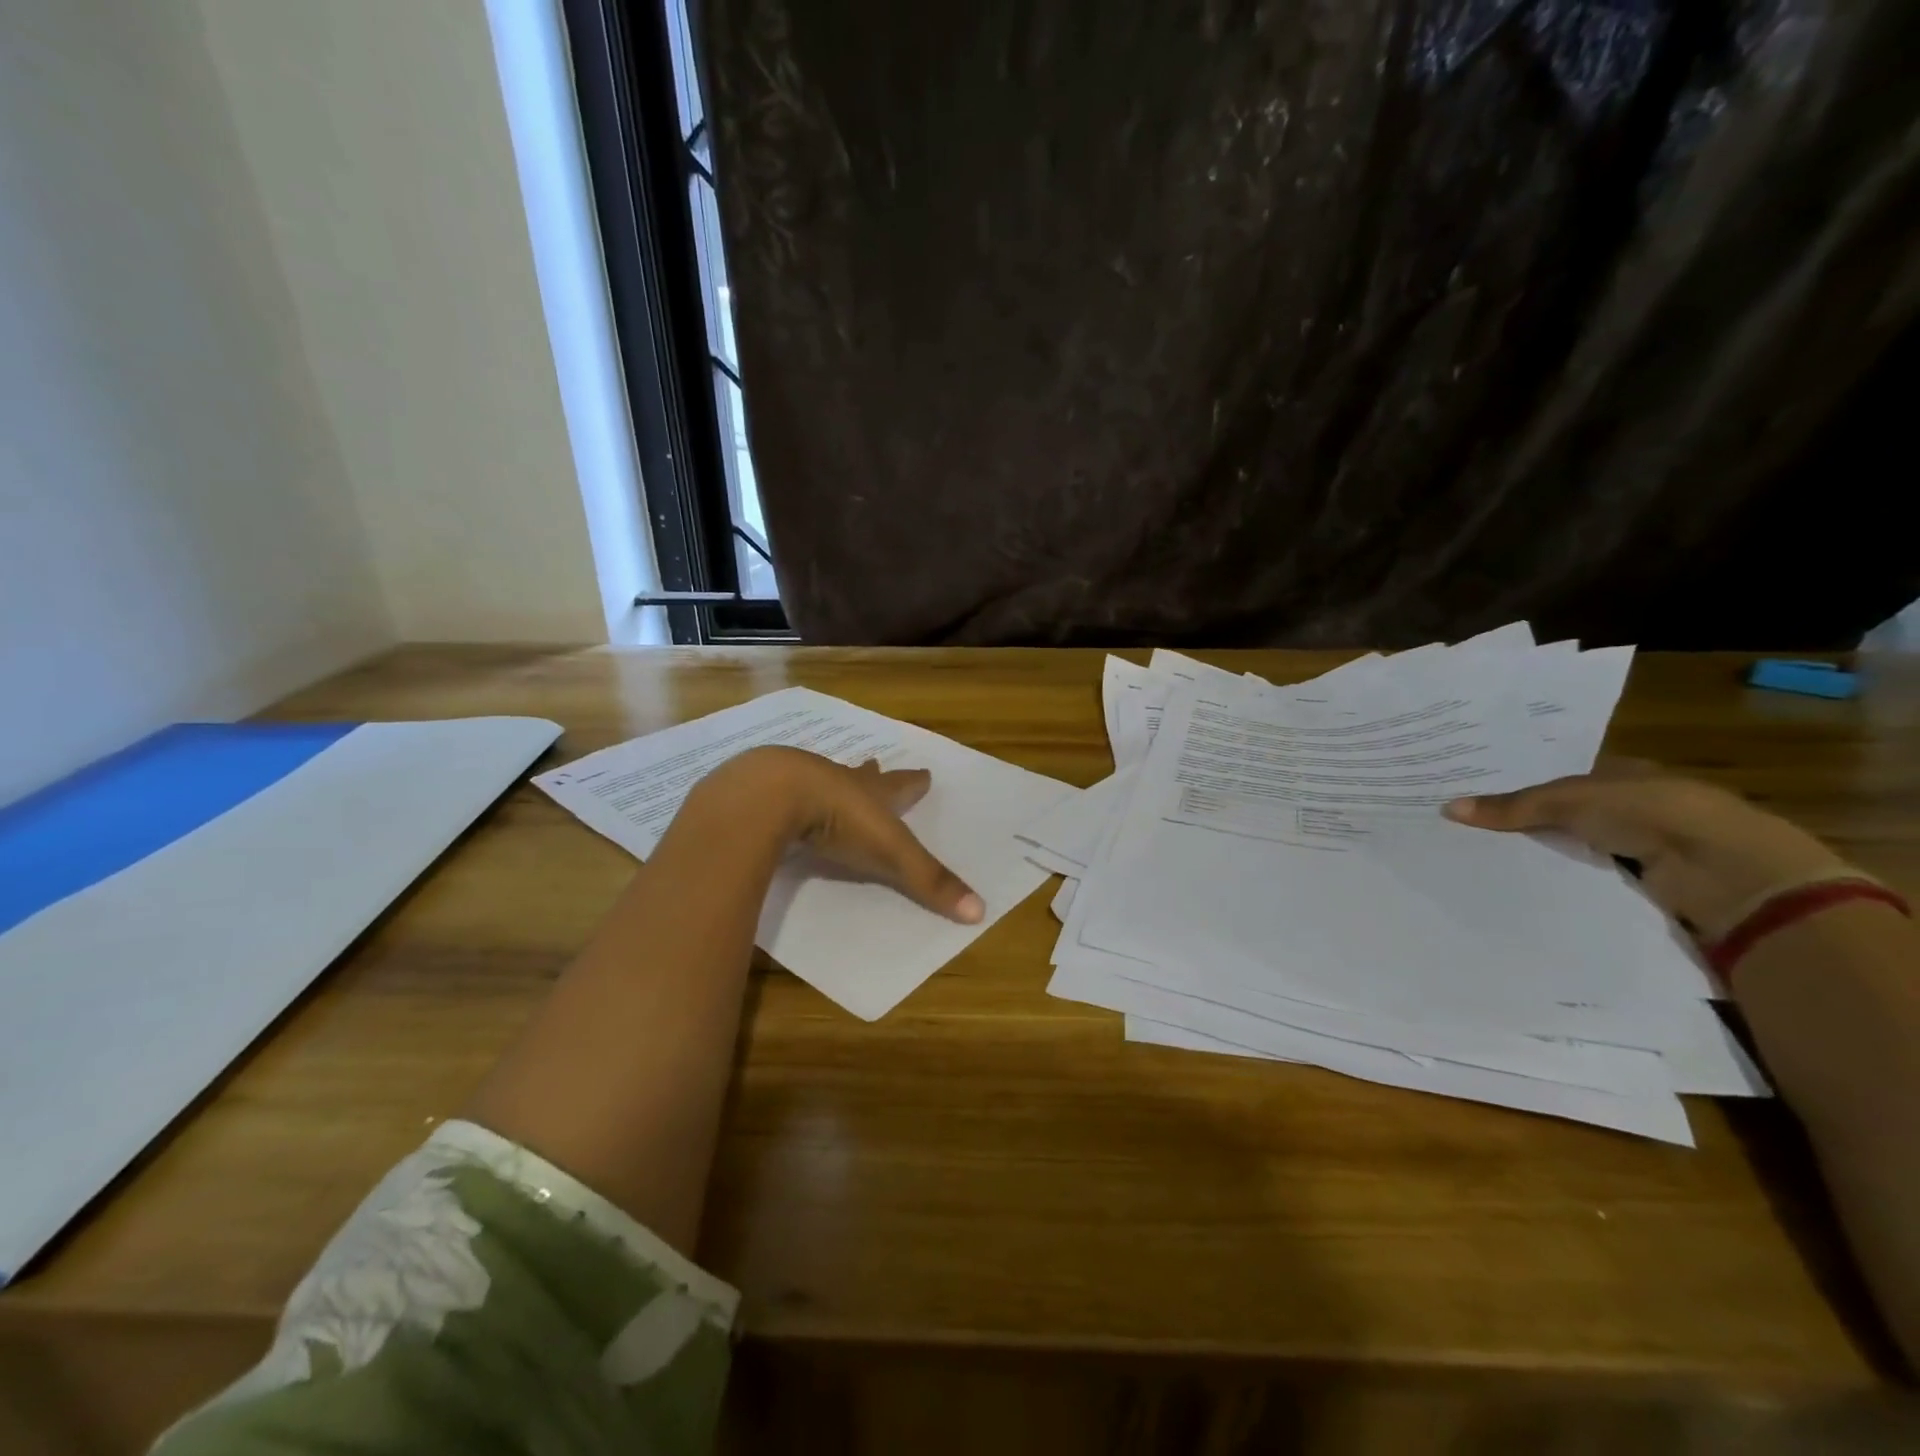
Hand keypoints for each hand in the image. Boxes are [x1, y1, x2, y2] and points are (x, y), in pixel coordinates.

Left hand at [694, 746, 983, 922]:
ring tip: (831, 781)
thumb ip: (928, 881)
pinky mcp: (768, 796)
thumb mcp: (890, 853)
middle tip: (874, 764)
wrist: (772, 796)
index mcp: (873, 793)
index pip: (902, 786)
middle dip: (871, 775)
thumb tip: (980, 912)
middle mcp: (840, 782)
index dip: (915, 783)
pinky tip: (783, 806)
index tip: (925, 773)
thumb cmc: (841, 819)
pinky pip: (784, 796)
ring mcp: (801, 784)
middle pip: (861, 776)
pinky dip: (790, 800)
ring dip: (831, 782)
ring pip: (822, 780)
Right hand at [1443, 760, 1855, 940]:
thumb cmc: (1651, 812)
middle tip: (1461, 831)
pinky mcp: (1639, 886)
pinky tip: (1517, 888)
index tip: (1471, 797)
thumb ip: (1512, 806)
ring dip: (1536, 857)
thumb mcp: (1570, 799)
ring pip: (1569, 850)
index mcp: (1620, 775)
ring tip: (1476, 862)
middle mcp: (1629, 808)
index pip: (1557, 779)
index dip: (1517, 786)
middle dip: (1519, 824)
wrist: (1725, 871)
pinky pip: (1583, 881)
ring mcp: (1637, 849)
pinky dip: (1556, 883)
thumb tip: (1447, 808)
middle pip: (1560, 816)